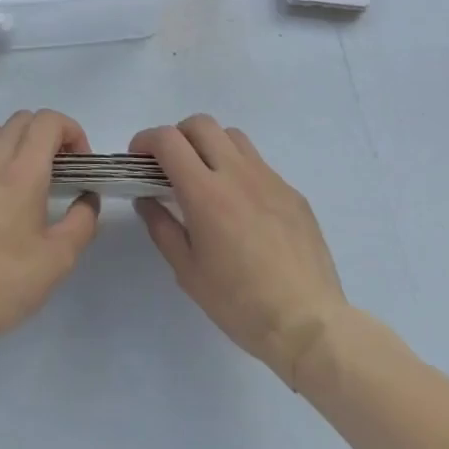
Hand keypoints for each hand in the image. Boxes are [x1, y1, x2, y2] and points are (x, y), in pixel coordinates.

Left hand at [0, 109, 100, 355]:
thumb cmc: (6, 281)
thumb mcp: (60, 258)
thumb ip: (82, 221)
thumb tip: (87, 199)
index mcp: (22, 170)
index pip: (48, 121)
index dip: (72, 131)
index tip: (82, 163)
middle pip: (24, 118)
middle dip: (51, 133)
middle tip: (65, 168)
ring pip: (0, 131)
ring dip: (24, 141)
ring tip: (38, 178)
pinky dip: (3, 157)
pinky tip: (10, 196)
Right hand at [131, 115, 351, 387]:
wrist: (309, 324)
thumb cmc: (240, 303)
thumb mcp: (188, 272)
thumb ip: (161, 227)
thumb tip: (146, 199)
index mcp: (205, 192)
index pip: (169, 140)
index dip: (146, 140)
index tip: (138, 158)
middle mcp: (237, 174)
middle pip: (201, 124)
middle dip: (178, 135)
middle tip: (170, 165)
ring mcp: (269, 179)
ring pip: (233, 137)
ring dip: (211, 145)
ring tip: (207, 177)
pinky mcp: (292, 193)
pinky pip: (259, 165)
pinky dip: (239, 170)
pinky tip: (242, 207)